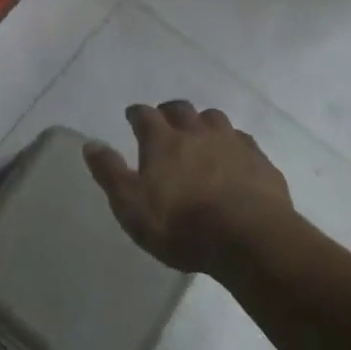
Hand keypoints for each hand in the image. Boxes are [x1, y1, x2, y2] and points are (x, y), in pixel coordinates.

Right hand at [83, 100, 296, 276]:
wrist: (251, 240)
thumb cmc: (182, 225)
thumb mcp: (132, 206)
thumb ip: (110, 173)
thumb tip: (90, 144)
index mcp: (163, 141)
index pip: (144, 115)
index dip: (137, 114)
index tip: (133, 118)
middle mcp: (196, 132)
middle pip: (181, 109)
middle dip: (171, 112)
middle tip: (166, 123)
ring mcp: (231, 144)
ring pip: (214, 119)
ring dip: (204, 123)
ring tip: (201, 137)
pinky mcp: (260, 162)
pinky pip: (244, 142)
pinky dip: (234, 145)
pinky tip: (234, 159)